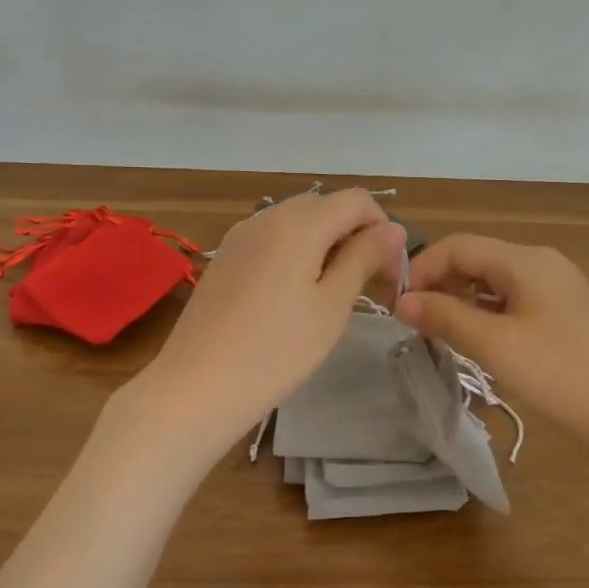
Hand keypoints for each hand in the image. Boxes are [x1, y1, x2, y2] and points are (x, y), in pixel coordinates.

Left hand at [137, 190, 405, 445]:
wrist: (196, 387)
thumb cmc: (276, 351)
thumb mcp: (332, 306)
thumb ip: (363, 259)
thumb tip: (392, 229)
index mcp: (298, 222)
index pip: (356, 200)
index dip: (382, 228)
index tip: (389, 273)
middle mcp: (266, 216)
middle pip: (324, 207)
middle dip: (354, 235)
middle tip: (367, 285)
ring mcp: (239, 236)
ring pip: (296, 223)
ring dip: (324, 245)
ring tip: (332, 294)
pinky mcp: (224, 258)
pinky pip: (271, 240)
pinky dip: (294, 254)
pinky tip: (293, 297)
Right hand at [396, 234, 588, 442]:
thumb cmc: (560, 375)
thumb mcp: (495, 345)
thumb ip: (445, 316)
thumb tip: (401, 301)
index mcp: (526, 260)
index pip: (458, 245)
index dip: (422, 269)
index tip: (397, 304)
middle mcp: (542, 262)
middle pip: (477, 259)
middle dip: (440, 284)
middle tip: (414, 320)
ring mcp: (558, 286)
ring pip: (494, 281)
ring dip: (461, 300)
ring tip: (438, 331)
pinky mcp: (565, 312)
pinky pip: (514, 299)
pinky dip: (486, 312)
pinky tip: (477, 338)